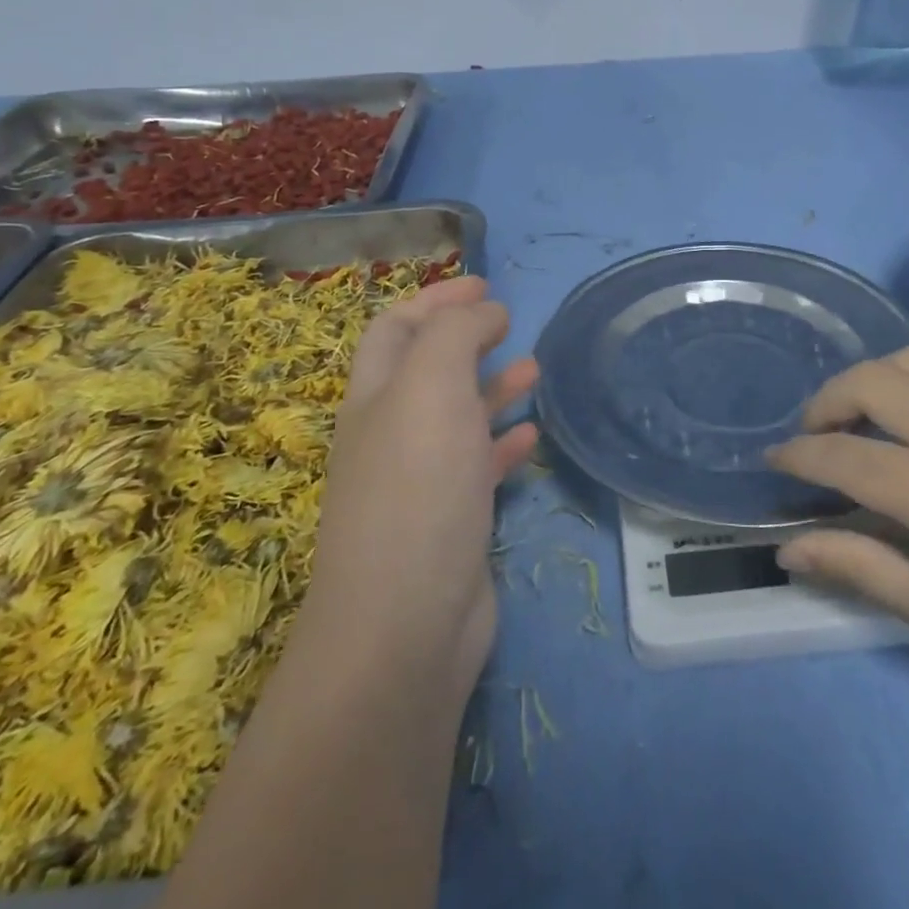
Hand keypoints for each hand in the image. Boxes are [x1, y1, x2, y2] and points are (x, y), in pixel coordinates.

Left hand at [300, 277, 538, 701]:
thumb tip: (485, 312)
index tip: (485, 283)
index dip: (435, 298)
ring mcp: (420, 480)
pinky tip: (531, 433)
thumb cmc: (417, 489)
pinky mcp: (451, 520)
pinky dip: (503, 441)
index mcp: (374, 397)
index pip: (395, 328)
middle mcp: (390, 433)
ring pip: (457, 416)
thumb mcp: (431, 388)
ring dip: (490, 386)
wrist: (406, 624)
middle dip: (464, 337)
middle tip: (509, 319)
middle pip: (425, 368)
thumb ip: (456, 334)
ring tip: (534, 368)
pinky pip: (478, 466)